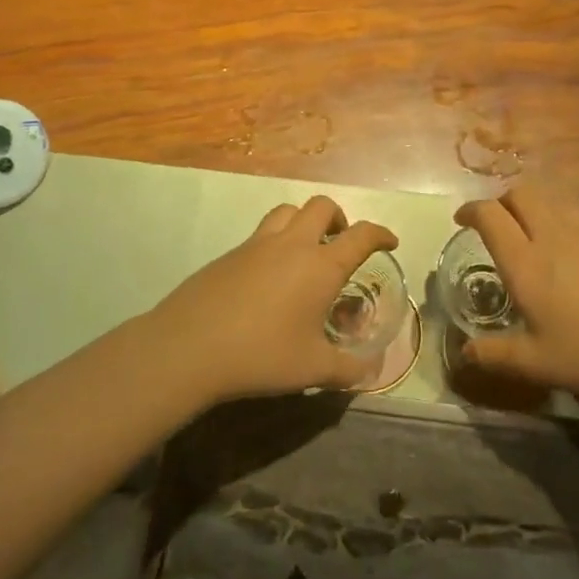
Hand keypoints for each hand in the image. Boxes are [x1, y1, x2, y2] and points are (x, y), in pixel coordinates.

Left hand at [143, 196, 397, 403]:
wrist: (189, 347)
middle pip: (321, 207)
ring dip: (304, 221)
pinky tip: (269, 277)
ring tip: (306, 252)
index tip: (389, 242)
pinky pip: (260, 233)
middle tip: (340, 244)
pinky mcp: (228, 254)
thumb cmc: (261, 356)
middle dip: (339, 218)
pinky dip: (275, 242)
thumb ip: (348, 370)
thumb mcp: (313, 369)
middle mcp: (291, 245)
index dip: (380, 234)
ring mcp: (256, 245)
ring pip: (287, 211)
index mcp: (320, 266)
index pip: (361, 235)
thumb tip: (370, 372)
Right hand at [454, 184, 578, 404]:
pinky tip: (566, 254)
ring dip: (531, 207)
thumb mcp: (536, 364)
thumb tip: (464, 352)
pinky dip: (557, 219)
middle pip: (521, 193)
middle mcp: (553, 236)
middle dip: (500, 200)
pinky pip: (575, 215)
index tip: (461, 220)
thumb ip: (494, 355)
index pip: (490, 215)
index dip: (470, 211)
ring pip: (551, 199)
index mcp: (526, 262)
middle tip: (494, 225)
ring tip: (528, 235)